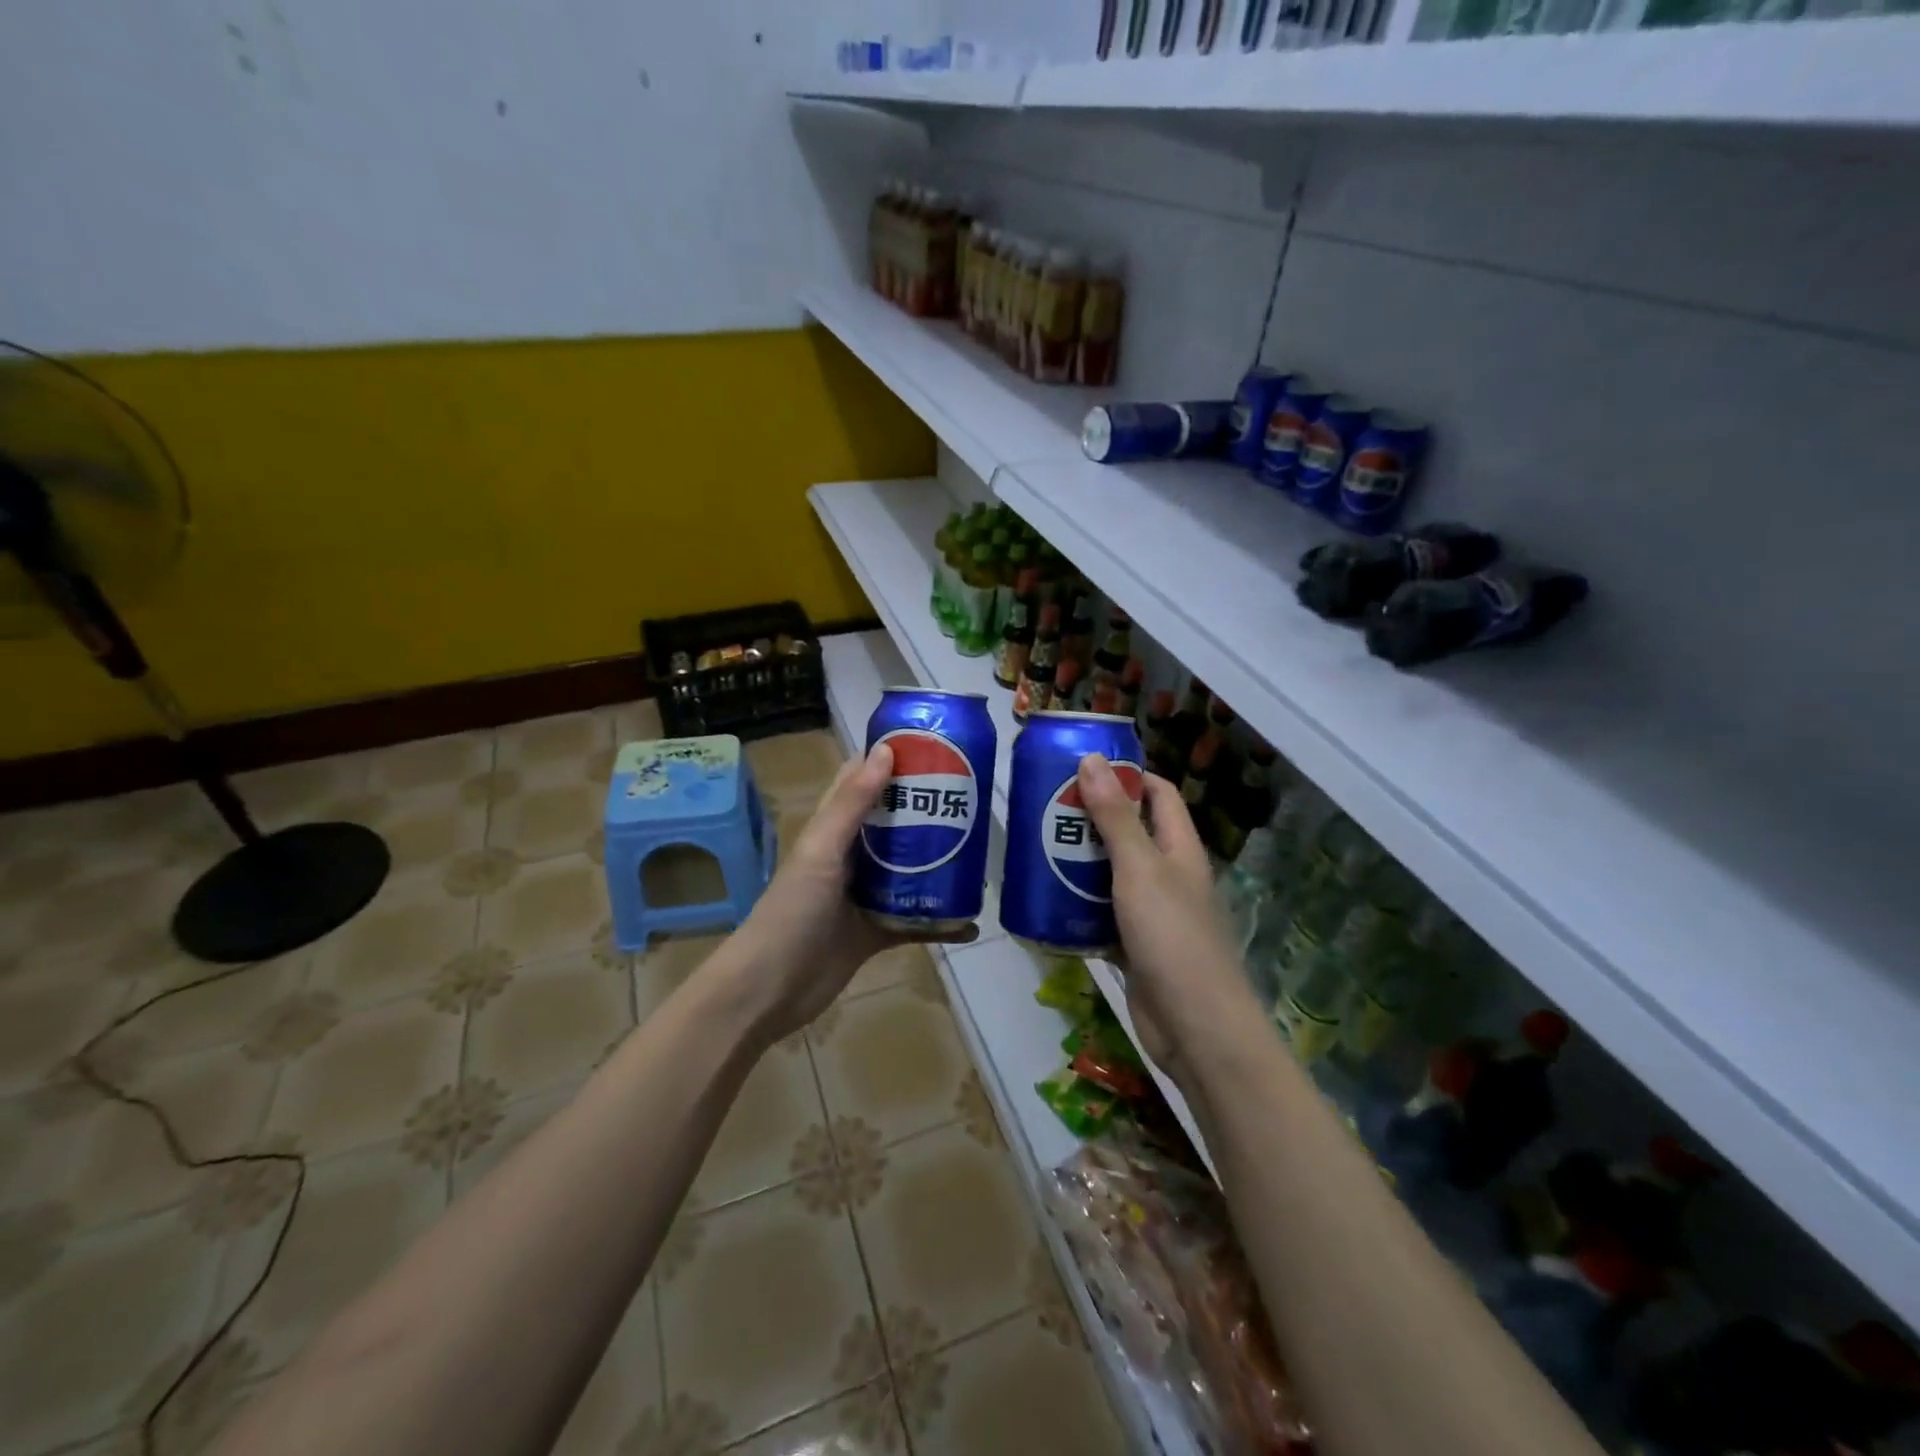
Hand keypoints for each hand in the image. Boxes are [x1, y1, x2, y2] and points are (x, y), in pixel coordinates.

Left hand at [726, 742, 976, 1043]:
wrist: (770, 990)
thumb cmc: (792, 911)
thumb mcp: (821, 851)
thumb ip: (853, 804)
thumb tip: (887, 749)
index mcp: (833, 829)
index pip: (862, 781)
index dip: (892, 760)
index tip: (936, 746)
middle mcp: (851, 856)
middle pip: (894, 823)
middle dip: (928, 809)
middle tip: (973, 799)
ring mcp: (865, 895)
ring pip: (909, 869)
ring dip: (940, 862)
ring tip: (981, 851)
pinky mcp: (877, 931)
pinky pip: (915, 919)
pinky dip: (941, 922)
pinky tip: (972, 924)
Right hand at [1076, 753, 1255, 1081]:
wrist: (1193, 1025)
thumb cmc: (1171, 935)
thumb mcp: (1139, 868)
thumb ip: (1115, 816)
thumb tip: (1093, 758)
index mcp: (1179, 848)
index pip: (1159, 795)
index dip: (1128, 777)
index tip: (1083, 769)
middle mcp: (1169, 875)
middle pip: (1131, 832)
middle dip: (1093, 818)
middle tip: (1047, 808)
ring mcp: (1153, 913)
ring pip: (1112, 875)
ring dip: (1080, 862)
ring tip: (1037, 847)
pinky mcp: (1135, 945)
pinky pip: (1102, 915)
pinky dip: (1079, 906)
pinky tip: (1047, 900)